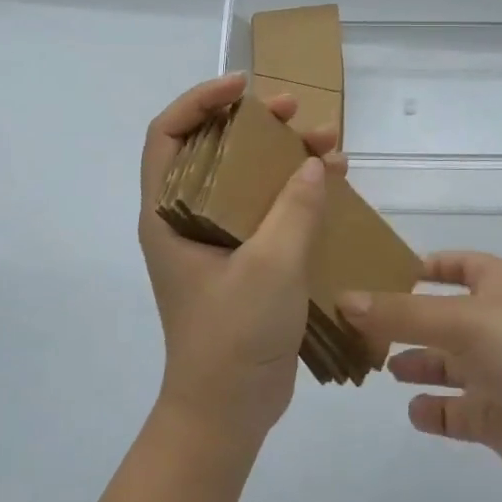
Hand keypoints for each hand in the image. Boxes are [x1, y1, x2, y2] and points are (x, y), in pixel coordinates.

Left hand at [139, 73, 341, 449]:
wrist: (228, 412)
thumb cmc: (233, 336)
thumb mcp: (269, 267)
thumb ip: (294, 210)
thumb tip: (312, 163)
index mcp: (168, 214)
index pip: (168, 135)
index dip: (200, 100)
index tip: (243, 89)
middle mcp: (186, 219)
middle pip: (214, 150)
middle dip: (254, 124)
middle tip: (294, 111)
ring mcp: (216, 241)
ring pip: (245, 179)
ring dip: (282, 156)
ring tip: (328, 141)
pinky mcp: (244, 260)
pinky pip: (267, 210)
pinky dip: (296, 192)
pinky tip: (333, 183)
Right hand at [339, 253, 501, 498]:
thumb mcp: (461, 320)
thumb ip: (400, 314)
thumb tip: (344, 300)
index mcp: (499, 286)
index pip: (459, 265)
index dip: (425, 266)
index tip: (381, 273)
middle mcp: (498, 325)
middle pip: (443, 317)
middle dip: (406, 321)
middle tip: (360, 328)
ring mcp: (500, 373)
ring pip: (447, 364)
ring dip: (417, 365)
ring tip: (379, 367)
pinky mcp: (500, 417)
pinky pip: (458, 411)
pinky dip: (435, 411)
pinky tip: (415, 411)